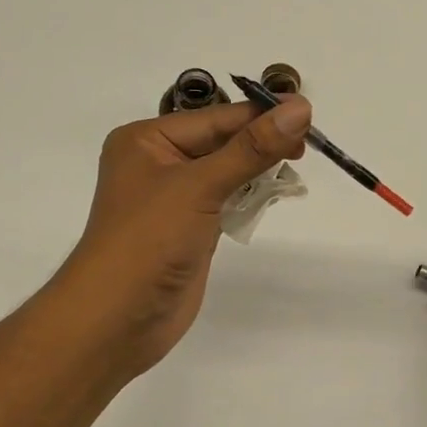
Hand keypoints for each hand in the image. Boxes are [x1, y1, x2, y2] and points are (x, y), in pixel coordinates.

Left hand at [54, 97, 310, 380]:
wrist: (118, 319)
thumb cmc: (150, 241)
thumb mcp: (201, 186)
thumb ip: (252, 148)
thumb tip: (301, 108)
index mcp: (147, 140)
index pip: (215, 118)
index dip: (261, 115)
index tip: (308, 114)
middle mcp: (158, 163)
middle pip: (222, 141)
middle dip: (262, 143)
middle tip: (306, 147)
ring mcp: (175, 199)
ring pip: (228, 172)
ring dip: (260, 171)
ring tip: (295, 171)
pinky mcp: (191, 229)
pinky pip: (227, 200)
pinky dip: (251, 197)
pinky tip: (276, 195)